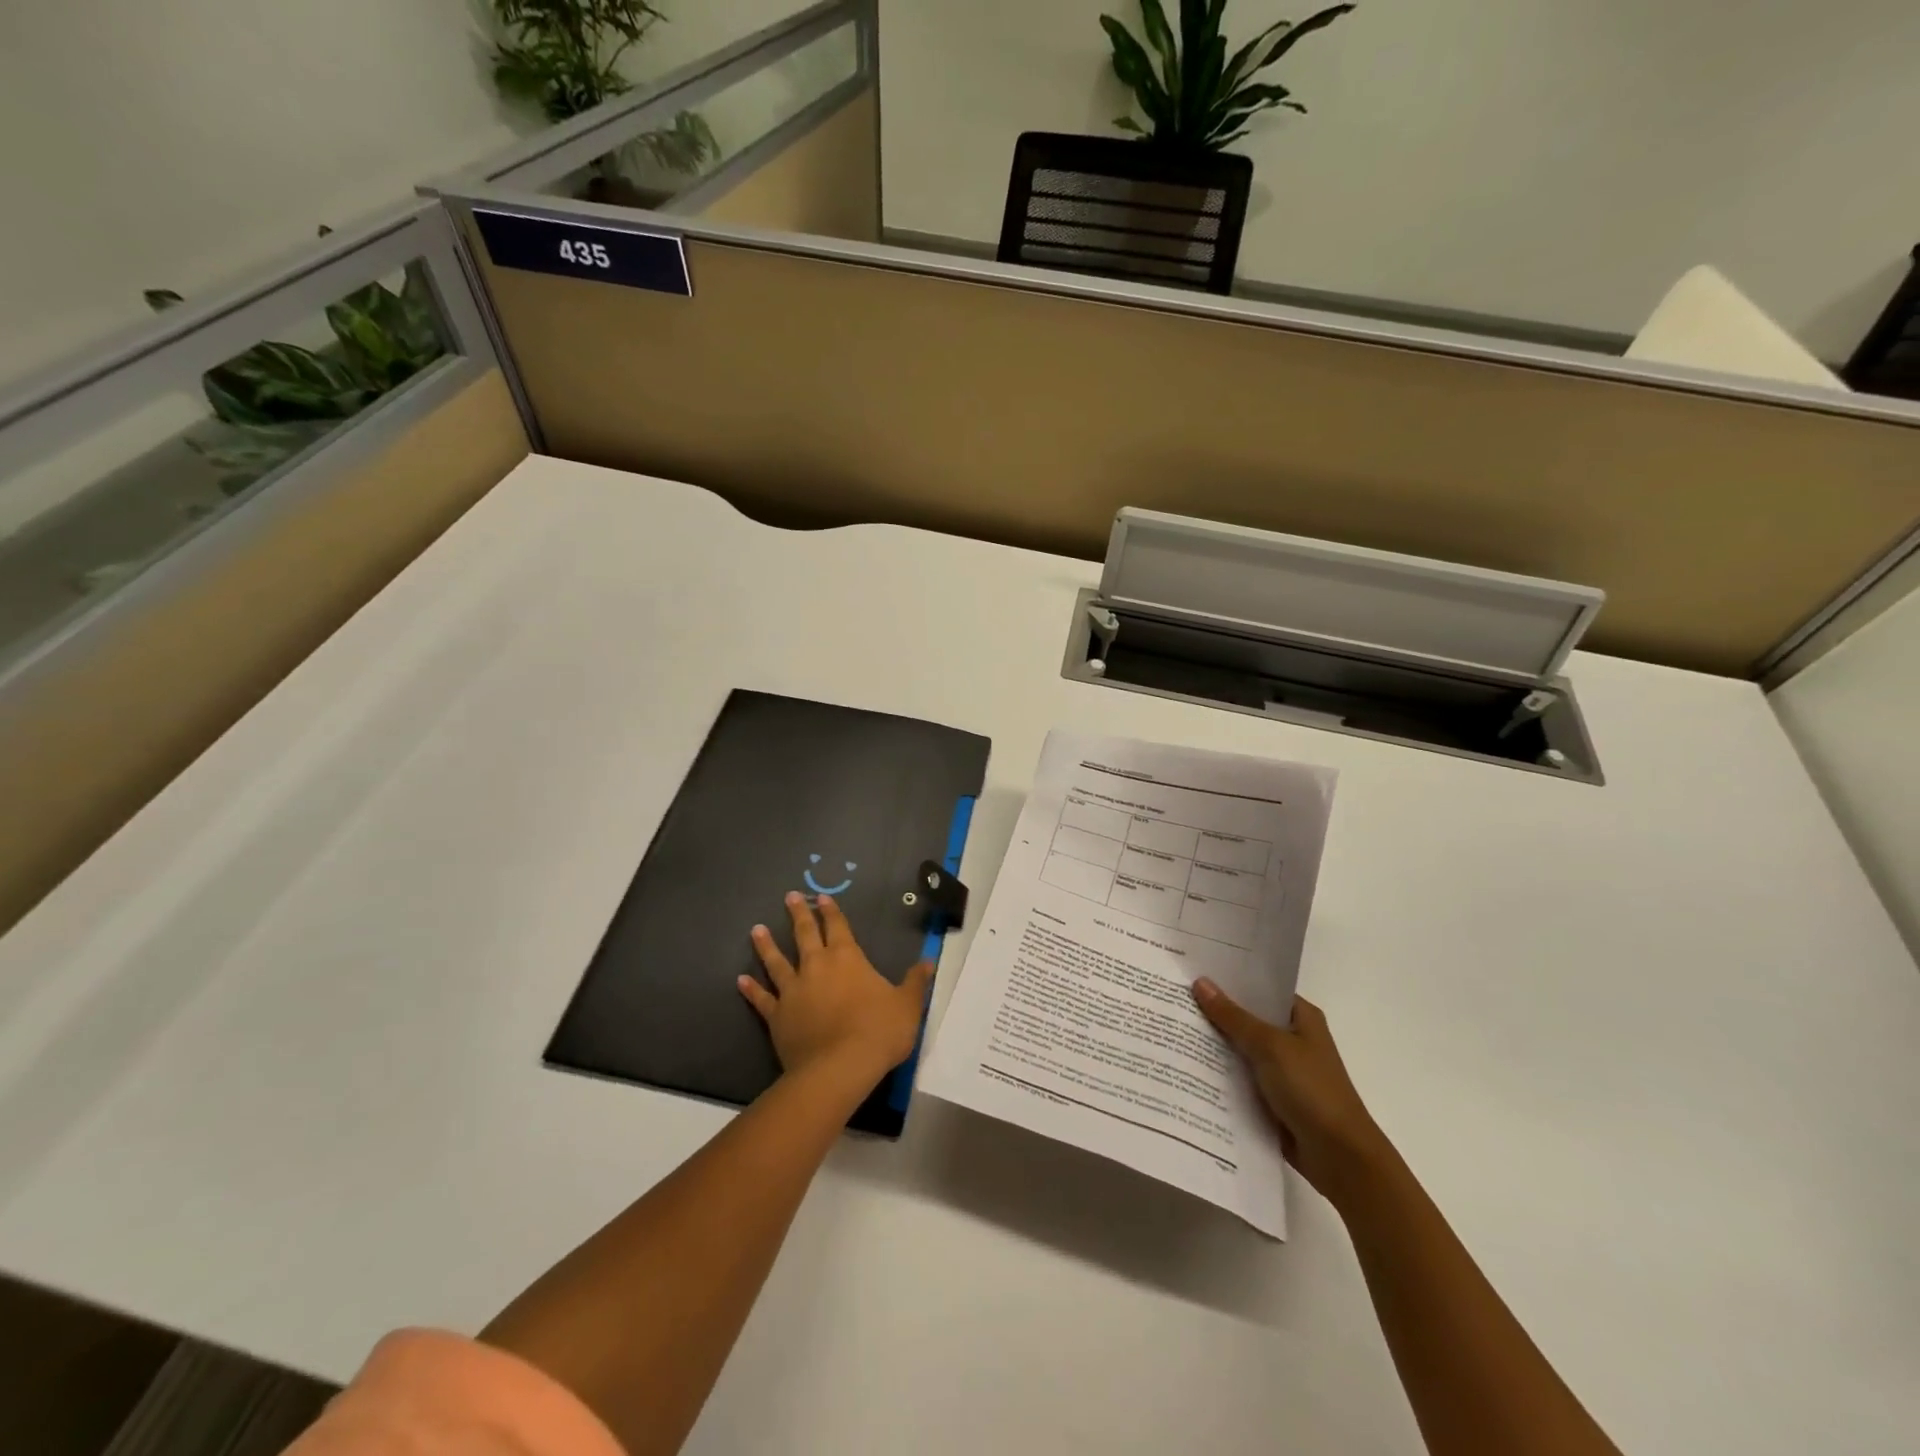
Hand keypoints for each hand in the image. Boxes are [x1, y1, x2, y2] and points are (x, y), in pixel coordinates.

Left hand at [739, 892, 933, 1085]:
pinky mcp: (777, 1016)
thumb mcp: (908, 1005)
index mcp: (848, 958)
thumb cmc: (878, 1031)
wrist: (839, 1068)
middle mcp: (817, 966)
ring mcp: (793, 991)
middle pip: (805, 934)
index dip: (831, 911)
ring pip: (776, 961)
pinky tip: (740, 980)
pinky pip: (762, 999)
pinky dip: (751, 989)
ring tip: (756, 930)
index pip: (838, 926)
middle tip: (789, 897)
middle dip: (798, 914)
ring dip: (766, 946)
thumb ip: (916, 982)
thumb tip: (928, 962)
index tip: (821, 897)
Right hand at [1192, 982, 1385, 1201]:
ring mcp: (1282, 1070)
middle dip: (1214, 1011)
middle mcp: (1292, 1038)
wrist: (1340, 1157)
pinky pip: (1239, 1077)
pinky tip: (1186, 1065)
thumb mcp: (1270, 1046)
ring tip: (1170, 1026)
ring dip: (1213, 1044)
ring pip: (1240, 1049)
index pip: (1260, 988)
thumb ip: (1233, 1017)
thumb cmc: (1311, 1090)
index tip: (1192, 969)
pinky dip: (1219, 1073)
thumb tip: (1200, 983)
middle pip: (1247, 1018)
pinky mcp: (1271, 1098)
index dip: (1229, 979)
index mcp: (1301, 1017)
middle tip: (1172, 995)